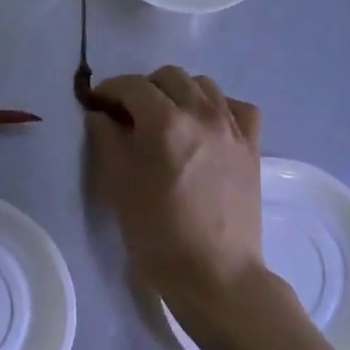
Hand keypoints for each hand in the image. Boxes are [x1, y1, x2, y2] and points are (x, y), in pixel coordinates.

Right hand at [87, 68, 268, 314]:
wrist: (214, 273)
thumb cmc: (157, 234)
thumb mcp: (118, 186)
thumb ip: (106, 141)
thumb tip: (100, 115)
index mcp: (164, 122)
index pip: (132, 85)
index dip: (109, 90)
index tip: (97, 105)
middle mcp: (202, 113)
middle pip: (169, 76)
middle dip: (143, 89)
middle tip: (128, 115)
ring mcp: (232, 127)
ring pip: (203, 85)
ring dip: (178, 93)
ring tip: (166, 120)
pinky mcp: (252, 145)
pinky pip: (236, 106)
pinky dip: (216, 107)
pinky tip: (205, 126)